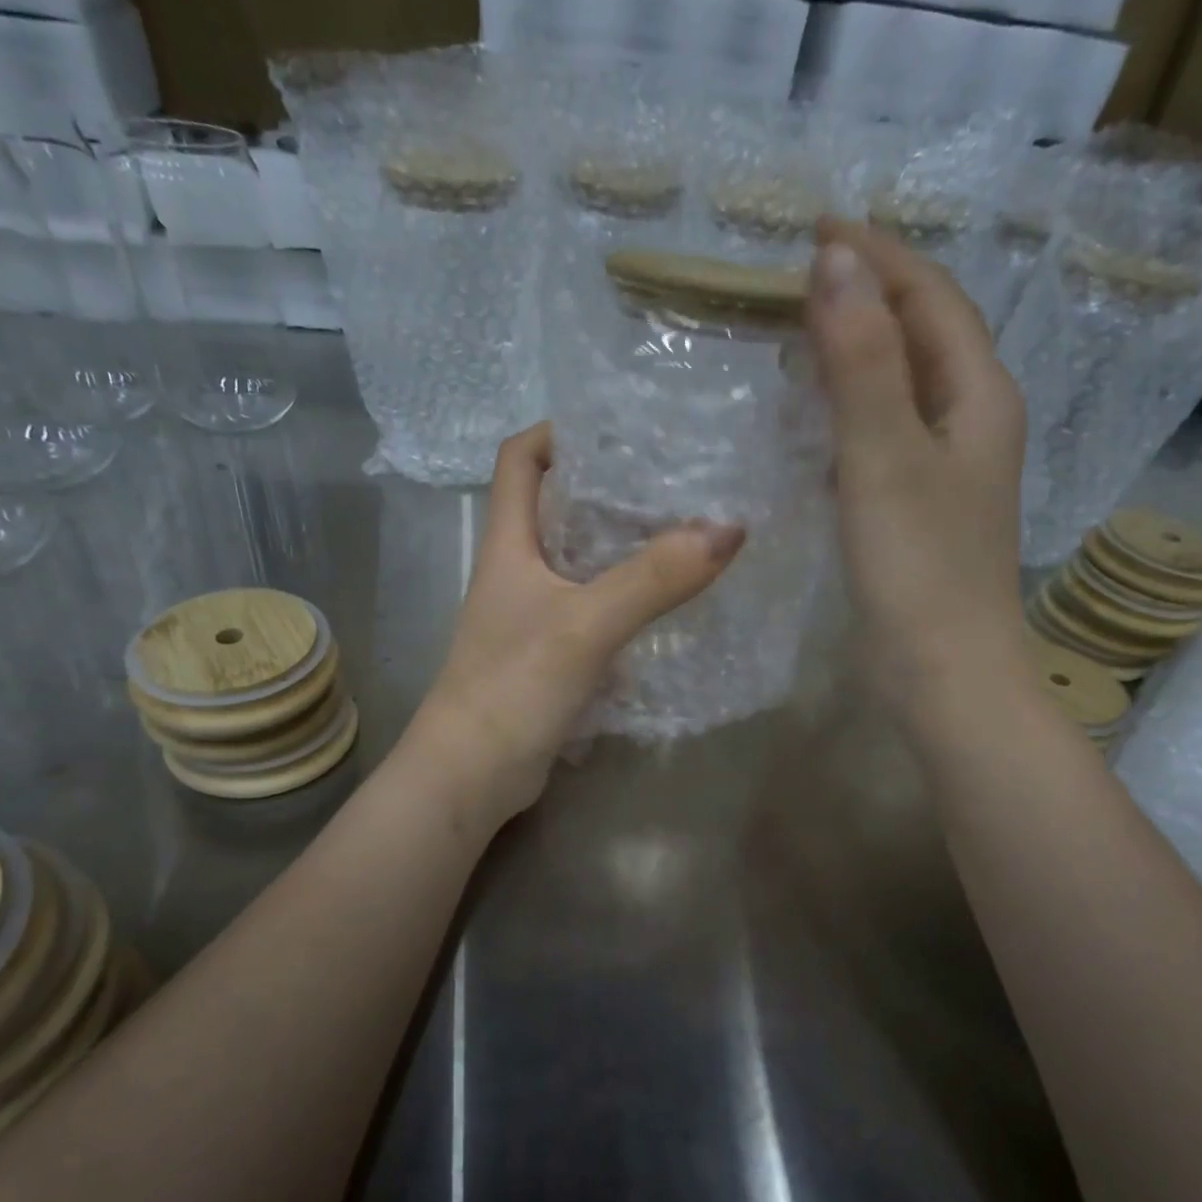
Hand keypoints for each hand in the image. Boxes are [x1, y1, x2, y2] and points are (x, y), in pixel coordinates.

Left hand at [404, 422, 744, 823]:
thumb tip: (729, 528)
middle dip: (608, 487)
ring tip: (684, 532)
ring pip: (579, 563)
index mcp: (508, 545)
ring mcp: (532, 617)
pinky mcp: (549, 657)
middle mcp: (517, 573)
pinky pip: (593, 612)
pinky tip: (668, 604)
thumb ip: (653, 579)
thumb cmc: (513, 686)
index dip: (558, 433)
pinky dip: (626, 601)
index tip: (615, 427)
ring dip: (623, 547)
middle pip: (556, 507)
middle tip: (673, 479)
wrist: (472, 775)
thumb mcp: (586, 625)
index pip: (519, 461)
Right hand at [805, 220, 1028, 711]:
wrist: (944, 672)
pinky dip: (850, 410)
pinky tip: (816, 421)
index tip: (815, 229)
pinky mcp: (920, 509)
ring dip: (858, 351)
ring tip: (800, 333)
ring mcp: (948, 470)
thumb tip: (833, 261)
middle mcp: (972, 422)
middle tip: (798, 279)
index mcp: (978, 396)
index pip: (932, 298)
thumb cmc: (918, 567)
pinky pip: (885, 435)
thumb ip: (860, 360)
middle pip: (923, 335)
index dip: (879, 257)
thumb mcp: (884, 457)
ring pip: (903, 386)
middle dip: (868, 296)